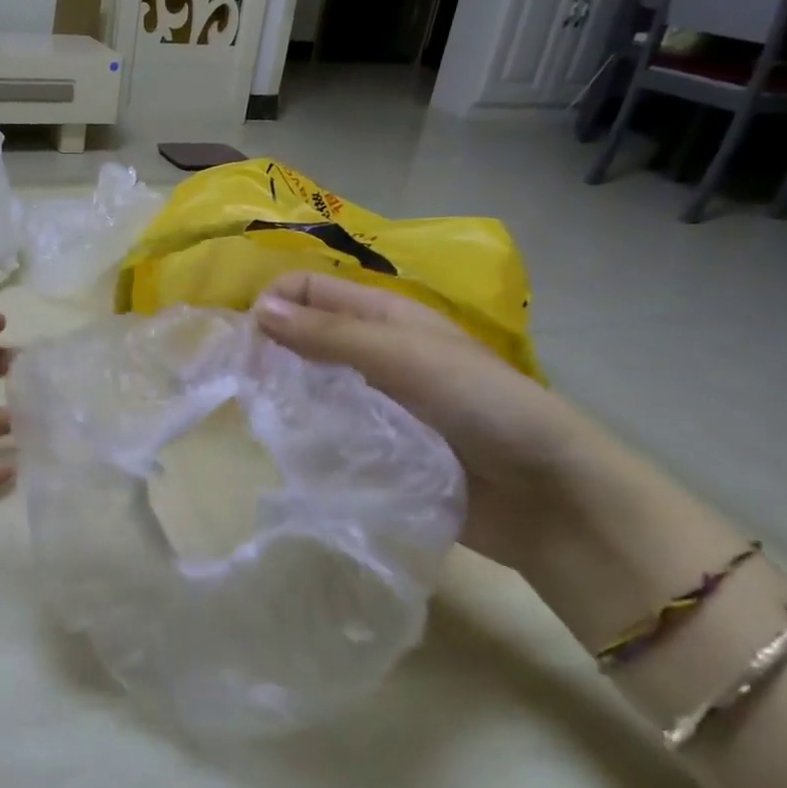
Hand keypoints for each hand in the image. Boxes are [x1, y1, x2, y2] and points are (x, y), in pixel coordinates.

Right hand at [253, 272, 618, 574]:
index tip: (243, 345)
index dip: (272, 305)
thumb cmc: (484, 406)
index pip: (307, 290)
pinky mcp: (374, 451)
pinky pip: (325, 434)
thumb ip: (331, 335)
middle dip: (267, 351)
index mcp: (382, 317)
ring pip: (308, 387)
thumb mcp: (405, 356)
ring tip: (254, 421)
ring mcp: (373, 404)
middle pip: (302, 337)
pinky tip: (284, 453)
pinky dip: (302, 436)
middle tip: (238, 386)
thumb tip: (258, 310)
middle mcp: (372, 354)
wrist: (549, 497)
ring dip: (281, 397)